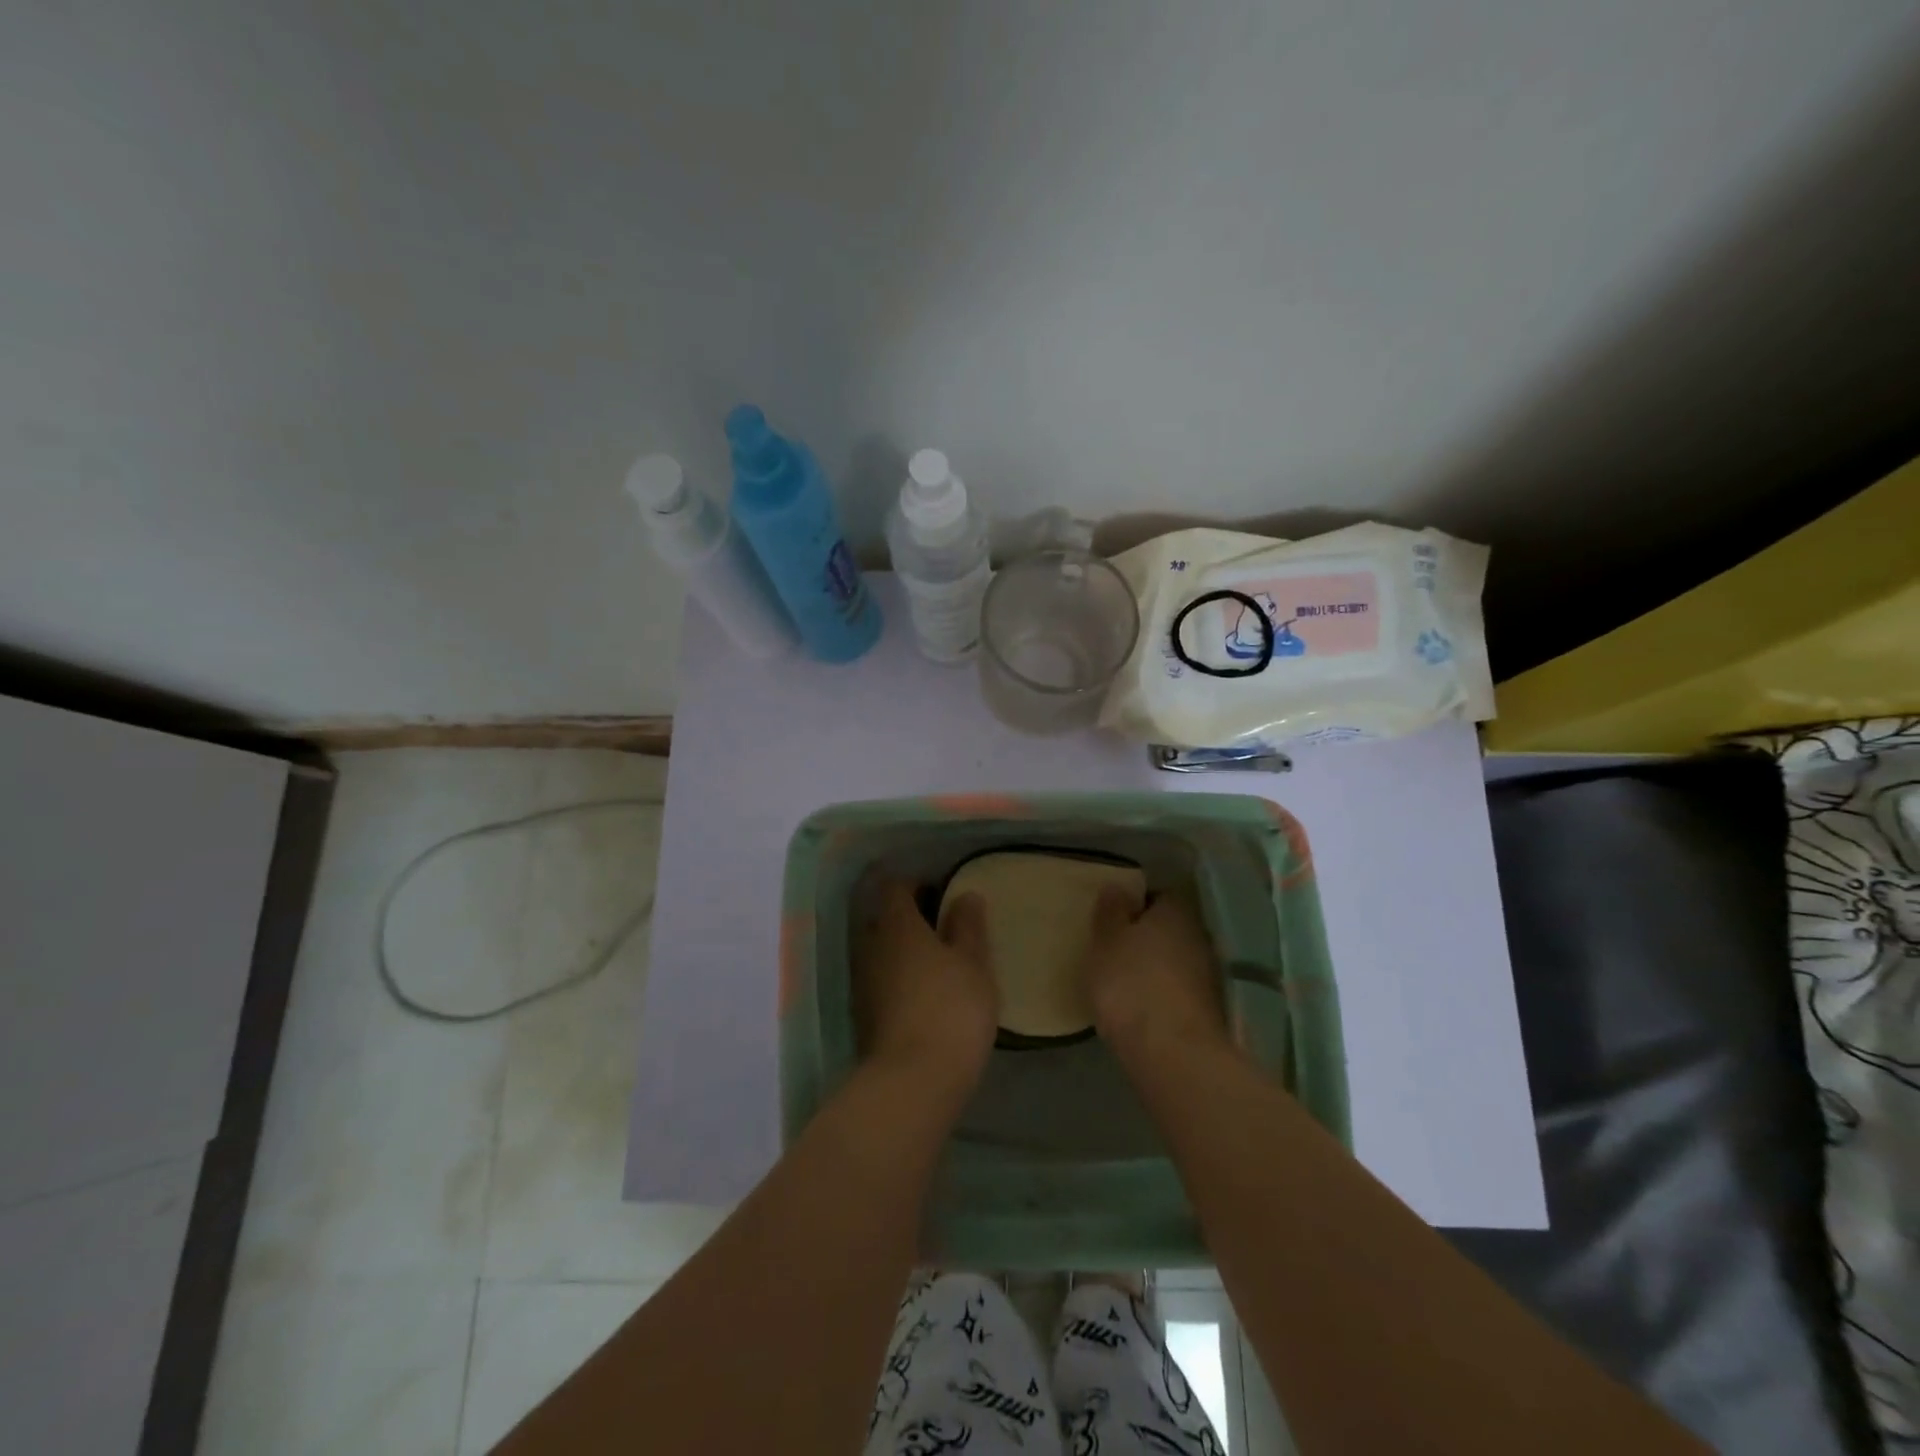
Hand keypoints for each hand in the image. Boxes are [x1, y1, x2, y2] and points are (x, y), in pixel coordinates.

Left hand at [853, 881, 997, 1096]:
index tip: (940, 890)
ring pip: (882, 952)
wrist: (914, 1080)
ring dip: (903, 951)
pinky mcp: (864, 1015)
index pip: (895, 887)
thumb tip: (965, 895)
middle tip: (943, 926)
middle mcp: (872, 946)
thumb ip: (968, 926)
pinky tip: (925, 993)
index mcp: (897, 925)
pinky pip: (882, 981)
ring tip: (938, 961)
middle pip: (885, 919)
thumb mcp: (973, 963)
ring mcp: (864, 983)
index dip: (916, 883)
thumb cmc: (951, 1008)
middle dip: (909, 917)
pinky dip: (899, 979)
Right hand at [1084, 889, 1228, 1065]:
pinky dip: (1165, 994)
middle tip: (1116, 950)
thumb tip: (1118, 886)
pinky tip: (1144, 1008)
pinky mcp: (1211, 1010)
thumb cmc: (1131, 984)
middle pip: (1170, 928)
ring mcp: (1210, 974)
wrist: (1173, 1054)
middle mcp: (1200, 935)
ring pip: (1177, 960)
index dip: (1135, 906)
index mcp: (1176, 910)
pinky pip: (1180, 990)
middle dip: (1147, 937)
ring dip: (1157, 967)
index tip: (1113, 920)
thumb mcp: (1106, 941)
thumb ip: (1111, 911)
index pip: (1157, 896)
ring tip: (1125, 982)